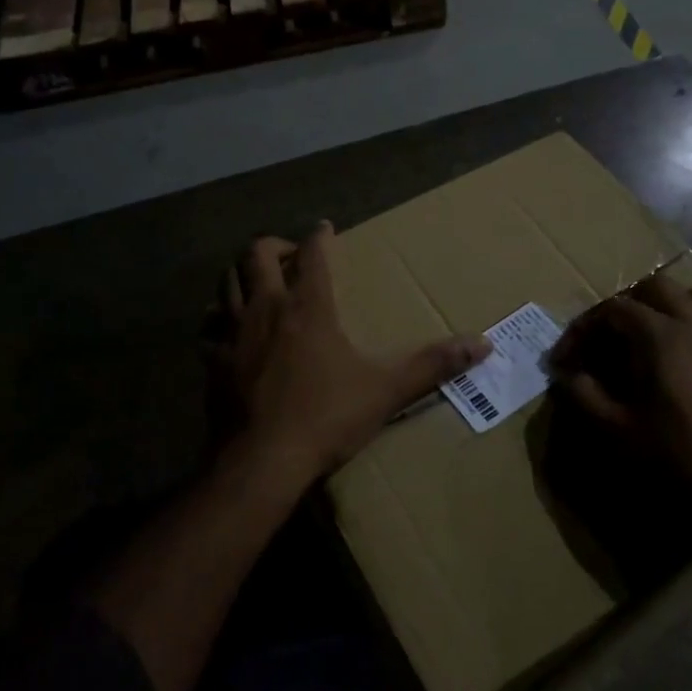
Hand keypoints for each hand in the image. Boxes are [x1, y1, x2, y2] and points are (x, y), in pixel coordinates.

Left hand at [208, 223, 491, 485]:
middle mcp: (266, 309)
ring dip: (240, 273)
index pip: (311, 253)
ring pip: (225, 283)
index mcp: (308, 307)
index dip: (318, 236)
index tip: (324, 227)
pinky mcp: (213, 362)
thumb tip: (483, 344)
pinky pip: (208, 327)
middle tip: (289, 255)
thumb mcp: (386, 390)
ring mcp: (233, 334)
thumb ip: (433, 364)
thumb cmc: (325, 418)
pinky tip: (228, 331)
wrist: (260, 463)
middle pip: (255, 254)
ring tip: (258, 283)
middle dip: (272, 245)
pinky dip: (218, 319)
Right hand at [550, 275, 691, 523]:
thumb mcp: (616, 430)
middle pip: (656, 288)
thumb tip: (565, 374)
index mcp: (660, 338)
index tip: (565, 359)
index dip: (583, 328)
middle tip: (606, 338)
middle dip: (625, 305)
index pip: (612, 310)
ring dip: (671, 305)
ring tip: (653, 334)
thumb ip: (583, 395)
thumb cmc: (676, 458)